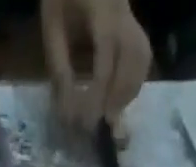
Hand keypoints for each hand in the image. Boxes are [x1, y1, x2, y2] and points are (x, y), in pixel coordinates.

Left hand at [41, 0, 151, 128]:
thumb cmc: (62, 0)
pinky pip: (143, 61)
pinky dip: (133, 85)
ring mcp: (133, 19)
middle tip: (103, 124)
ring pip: (141, 60)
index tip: (88, 121)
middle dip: (118, 96)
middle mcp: (124, 12)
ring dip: (128, 94)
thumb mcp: (52, 27)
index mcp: (101, 8)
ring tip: (111, 115)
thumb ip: (60, 67)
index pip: (106, 54)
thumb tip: (68, 112)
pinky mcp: (136, 30)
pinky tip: (119, 100)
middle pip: (133, 58)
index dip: (98, 92)